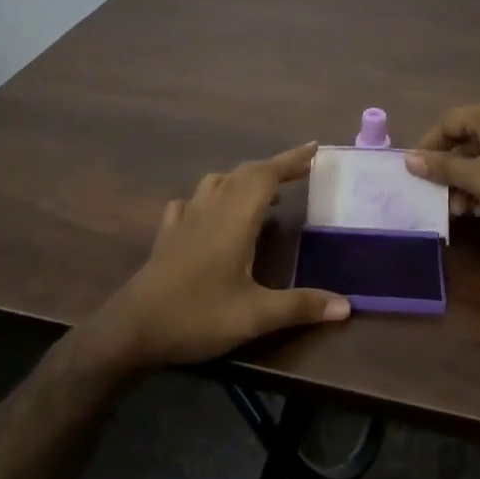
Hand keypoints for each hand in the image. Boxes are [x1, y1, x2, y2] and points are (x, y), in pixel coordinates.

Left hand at [84, 143, 350, 371]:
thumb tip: (347, 306)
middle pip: (244, 173)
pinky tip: (211, 213)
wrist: (132, 330)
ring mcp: (185, 220)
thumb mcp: (254, 316)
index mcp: (235, 219)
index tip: (316, 148)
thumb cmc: (196, 316)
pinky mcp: (168, 234)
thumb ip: (300, 306)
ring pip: (216, 182)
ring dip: (243, 179)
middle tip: (301, 171)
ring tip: (263, 193)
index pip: (266, 175)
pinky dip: (210, 196)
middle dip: (274, 167)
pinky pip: (191, 202)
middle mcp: (210, 210)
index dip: (292, 159)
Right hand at [404, 100, 479, 242]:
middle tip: (440, 197)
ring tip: (461, 210)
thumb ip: (441, 167)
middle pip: (465, 140)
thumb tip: (408, 158)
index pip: (447, 122)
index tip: (416, 172)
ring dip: (466, 182)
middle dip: (449, 171)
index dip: (428, 146)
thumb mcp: (477, 178)